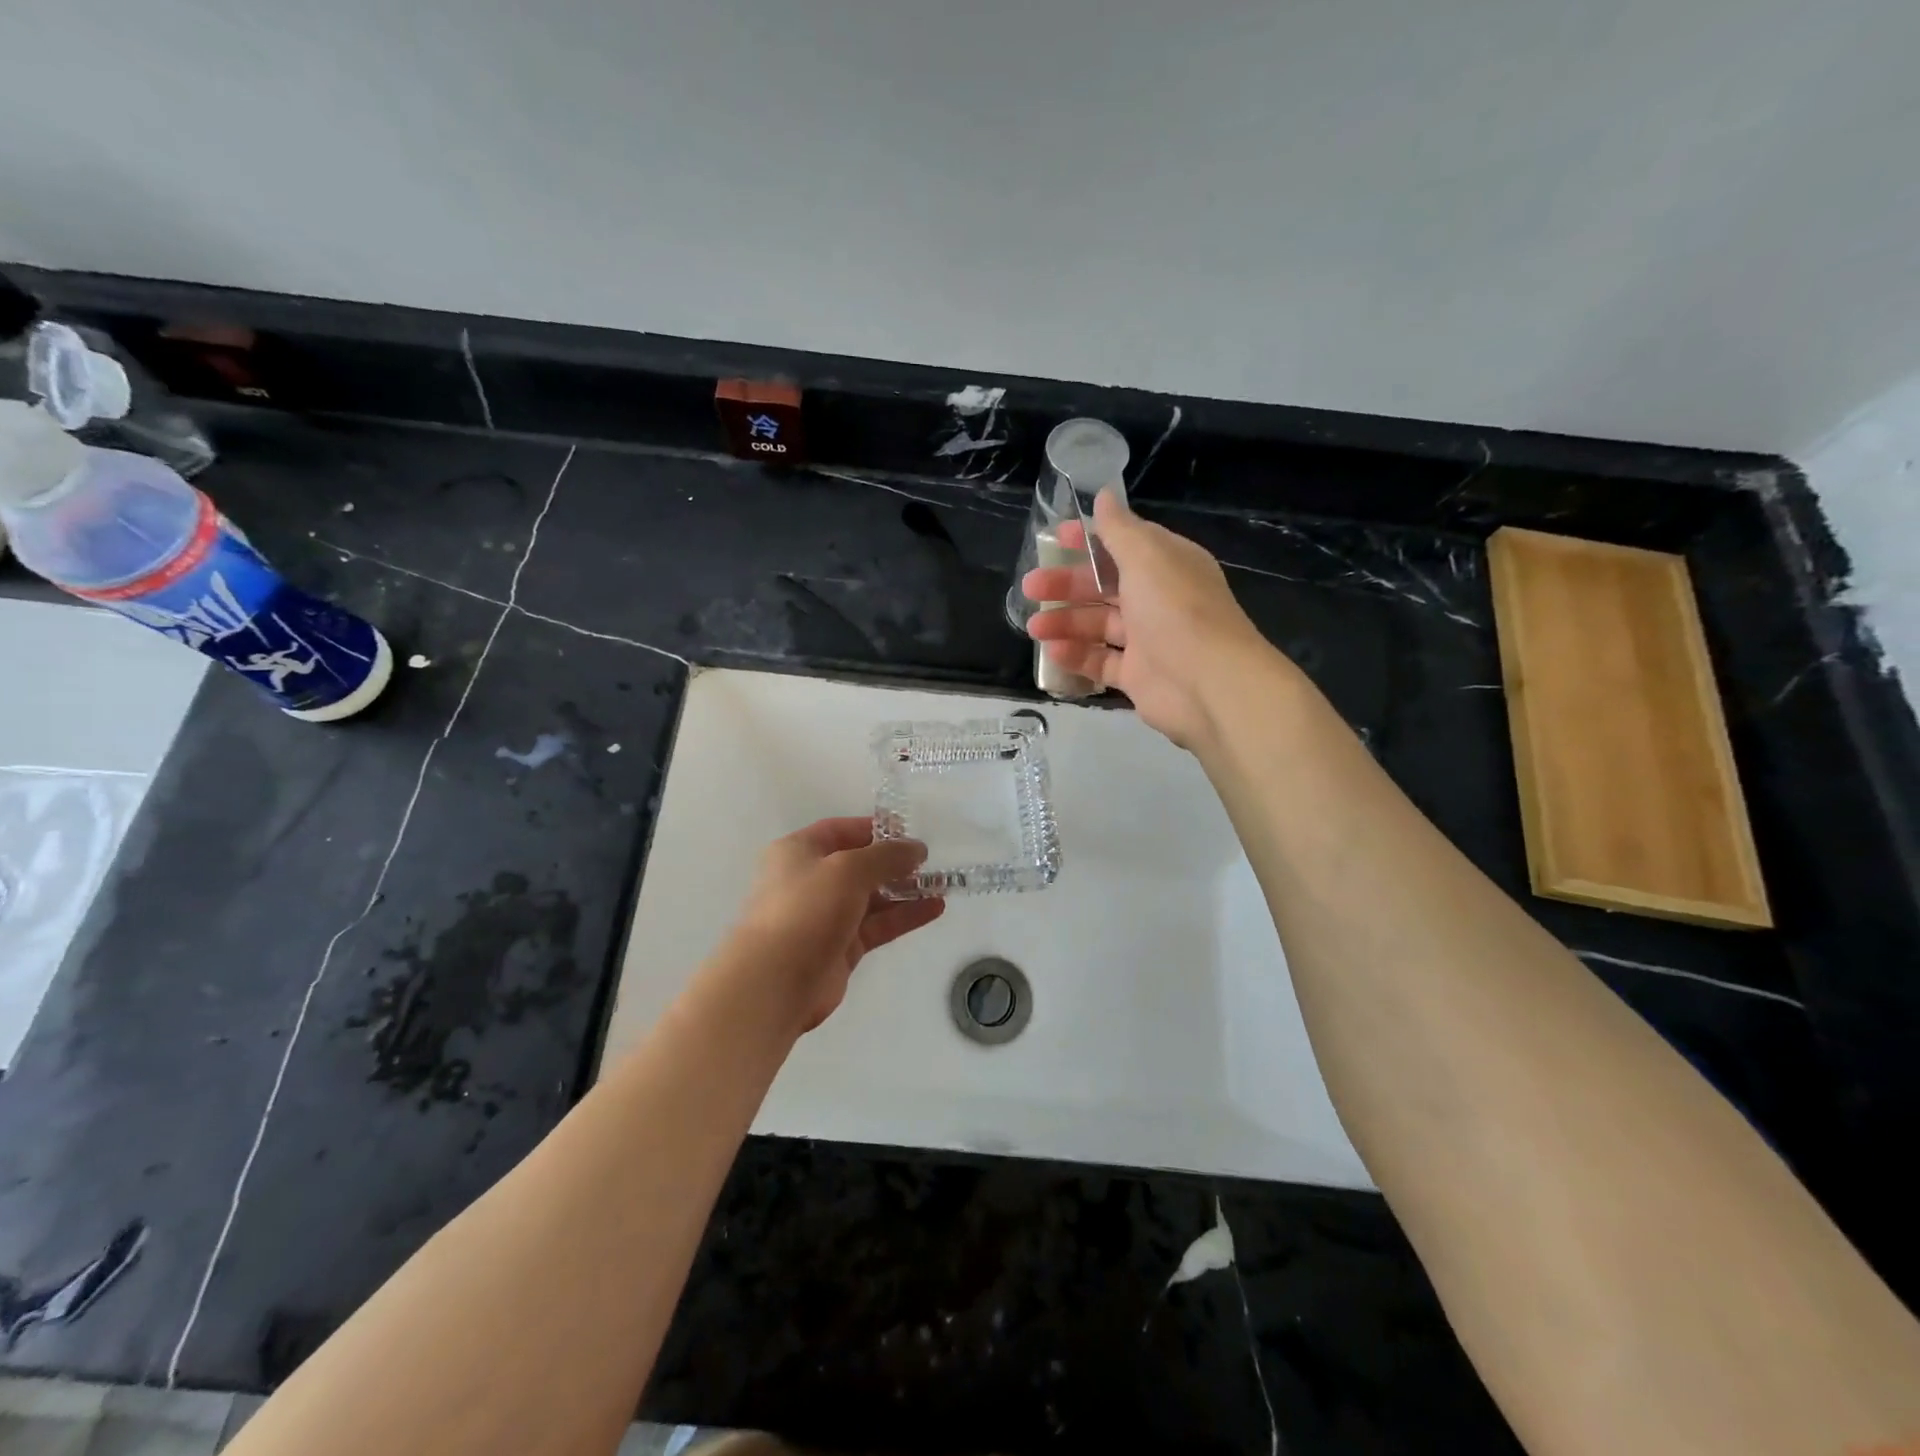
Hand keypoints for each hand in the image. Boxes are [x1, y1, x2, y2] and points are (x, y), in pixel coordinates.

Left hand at [721, 817, 944, 1032]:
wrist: (775, 981)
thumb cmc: (806, 909)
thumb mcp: (848, 869)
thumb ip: (886, 856)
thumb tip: (916, 848)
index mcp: (798, 851)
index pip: (841, 830)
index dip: (875, 829)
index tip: (909, 832)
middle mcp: (810, 880)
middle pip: (858, 865)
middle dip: (894, 862)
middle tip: (930, 862)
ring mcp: (825, 916)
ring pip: (871, 897)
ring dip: (904, 890)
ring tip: (941, 884)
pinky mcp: (841, 948)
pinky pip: (877, 925)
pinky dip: (904, 916)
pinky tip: (934, 908)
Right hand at [1023, 488, 1275, 748]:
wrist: (1208, 683)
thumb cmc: (1176, 610)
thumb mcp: (1146, 556)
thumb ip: (1119, 529)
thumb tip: (1104, 496)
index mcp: (1166, 564)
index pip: (1123, 544)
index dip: (1088, 540)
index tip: (1053, 539)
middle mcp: (1158, 599)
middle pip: (1104, 586)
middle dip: (1066, 585)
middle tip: (1031, 588)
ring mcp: (1148, 640)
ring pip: (1099, 625)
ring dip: (1065, 622)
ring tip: (1034, 627)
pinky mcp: (1138, 676)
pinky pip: (1101, 661)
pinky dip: (1077, 656)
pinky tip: (1053, 652)